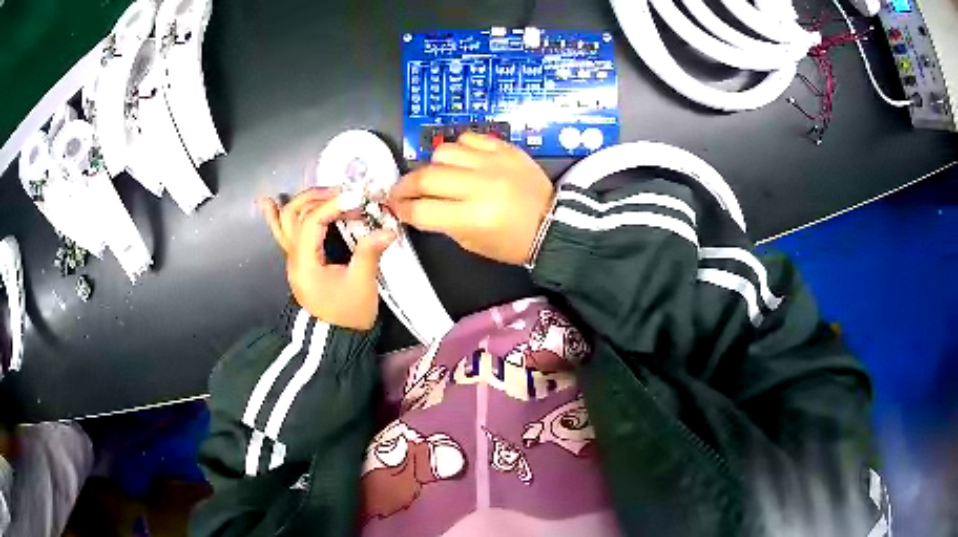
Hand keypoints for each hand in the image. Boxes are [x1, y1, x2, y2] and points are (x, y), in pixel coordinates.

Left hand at [259, 189, 394, 329]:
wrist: (336, 338)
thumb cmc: (348, 314)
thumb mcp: (362, 285)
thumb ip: (369, 253)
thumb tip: (387, 229)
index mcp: (305, 262)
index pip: (311, 222)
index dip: (332, 205)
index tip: (357, 199)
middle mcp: (293, 256)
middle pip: (294, 214)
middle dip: (318, 197)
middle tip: (345, 194)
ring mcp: (293, 258)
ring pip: (286, 220)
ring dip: (304, 200)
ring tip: (325, 190)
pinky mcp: (299, 259)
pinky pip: (282, 233)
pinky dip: (276, 215)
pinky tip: (268, 201)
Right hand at [389, 133, 553, 264]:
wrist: (553, 223)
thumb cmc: (512, 242)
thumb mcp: (473, 243)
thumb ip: (443, 223)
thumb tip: (417, 207)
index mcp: (474, 218)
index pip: (422, 210)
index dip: (402, 209)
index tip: (395, 207)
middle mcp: (481, 186)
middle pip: (426, 178)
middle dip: (405, 186)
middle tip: (400, 191)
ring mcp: (493, 163)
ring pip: (444, 152)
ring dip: (432, 165)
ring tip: (437, 175)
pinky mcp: (505, 149)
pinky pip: (469, 138)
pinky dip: (459, 149)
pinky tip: (462, 161)